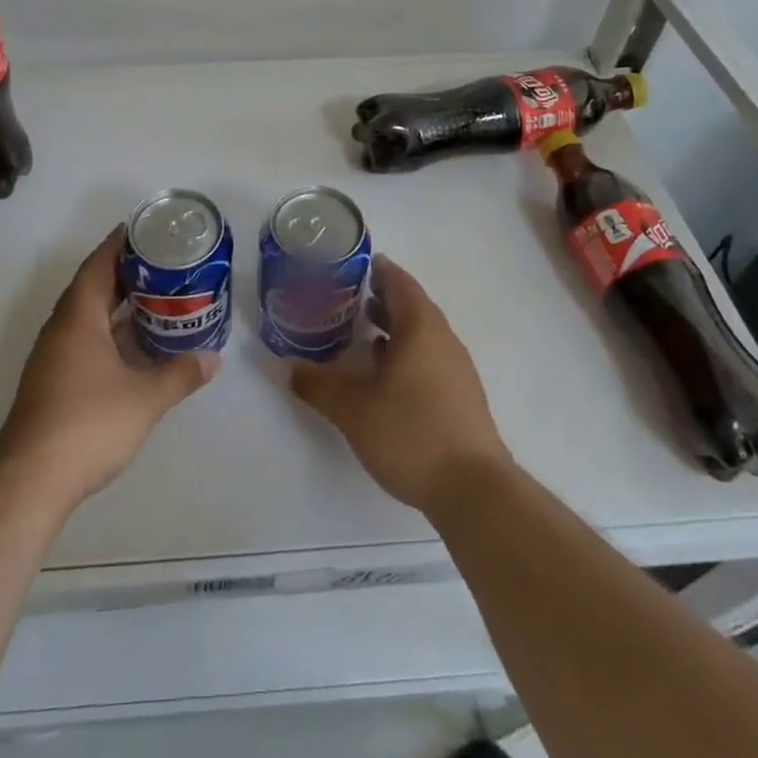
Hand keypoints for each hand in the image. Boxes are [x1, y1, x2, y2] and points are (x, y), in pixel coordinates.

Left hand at [0, 226, 220, 508]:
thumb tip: (214, 359)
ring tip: (156, 296)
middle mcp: (62, 328)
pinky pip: (85, 338)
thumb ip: (180, 374)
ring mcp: (54, 355)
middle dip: (125, 272)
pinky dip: (110, 331)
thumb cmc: (88, 423)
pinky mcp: (54, 380)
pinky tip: (135, 344)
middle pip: (92, 286)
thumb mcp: (144, 398)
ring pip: (88, 315)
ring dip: (118, 304)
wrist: (31, 478)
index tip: (144, 230)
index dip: (118, 244)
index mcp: (78, 317)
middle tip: (163, 263)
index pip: (98, 265)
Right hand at [290, 257, 509, 515]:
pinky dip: (405, 353)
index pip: (399, 281)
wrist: (475, 492)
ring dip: (393, 328)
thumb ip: (316, 384)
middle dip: (380, 298)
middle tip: (346, 298)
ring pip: (421, 334)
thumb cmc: (411, 433)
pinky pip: (429, 358)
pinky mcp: (461, 397)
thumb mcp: (352, 409)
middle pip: (412, 305)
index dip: (377, 269)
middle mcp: (443, 340)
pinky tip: (385, 376)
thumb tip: (282, 366)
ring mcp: (457, 369)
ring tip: (361, 334)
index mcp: (420, 328)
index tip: (351, 265)